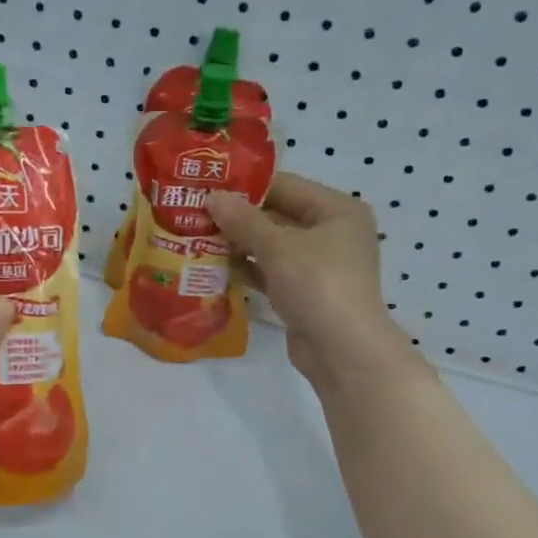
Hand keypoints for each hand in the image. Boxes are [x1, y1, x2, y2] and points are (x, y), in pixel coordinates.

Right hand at [207, 173, 418, 387]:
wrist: (343, 351)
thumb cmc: (317, 285)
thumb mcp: (278, 247)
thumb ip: (243, 220)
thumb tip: (212, 197)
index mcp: (337, 210)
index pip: (285, 186)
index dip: (246, 186)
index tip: (207, 186)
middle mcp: (331, 233)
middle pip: (278, 215)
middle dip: (238, 217)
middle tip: (195, 213)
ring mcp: (318, 265)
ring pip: (272, 246)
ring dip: (238, 244)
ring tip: (196, 238)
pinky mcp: (305, 293)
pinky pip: (271, 272)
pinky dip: (247, 269)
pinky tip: (214, 267)